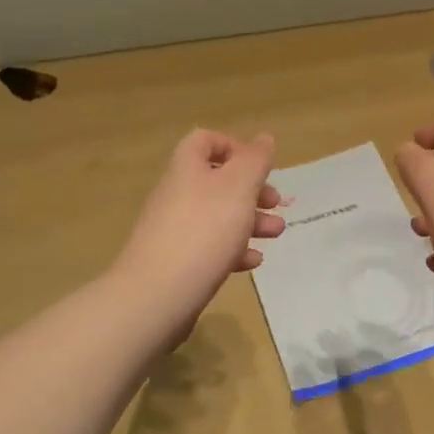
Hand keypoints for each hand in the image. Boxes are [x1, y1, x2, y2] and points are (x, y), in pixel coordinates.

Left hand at [110, 128, 284, 341]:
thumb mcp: (239, 188)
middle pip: (218, 181)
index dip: (234, 147)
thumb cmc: (204, 231)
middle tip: (275, 203)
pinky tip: (252, 262)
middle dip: (252, 190)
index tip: (259, 166)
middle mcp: (178, 193)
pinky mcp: (176, 261)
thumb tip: (264, 138)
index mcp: (188, 168)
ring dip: (250, 220)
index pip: (205, 141)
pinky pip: (209, 247)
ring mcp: (174, 229)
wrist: (156, 295)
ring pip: (218, 215)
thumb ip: (255, 160)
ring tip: (276, 233)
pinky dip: (234, 249)